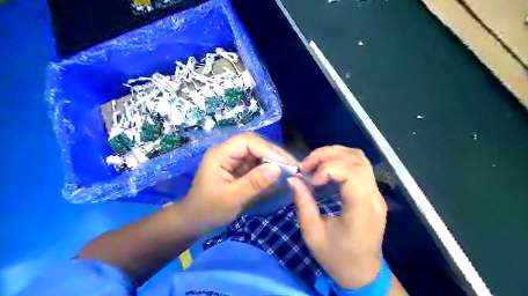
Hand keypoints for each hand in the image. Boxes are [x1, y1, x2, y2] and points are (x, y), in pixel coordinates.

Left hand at [181, 132, 295, 232]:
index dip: (268, 149)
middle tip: (294, 167)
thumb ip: (254, 183)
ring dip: (275, 160)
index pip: (248, 141)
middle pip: (255, 144)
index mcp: (221, 154)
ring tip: (291, 170)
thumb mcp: (231, 198)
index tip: (286, 163)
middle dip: (275, 154)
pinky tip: (280, 175)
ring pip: (259, 153)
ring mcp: (234, 159)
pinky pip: (258, 163)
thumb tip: (278, 169)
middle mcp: (228, 152)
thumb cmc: (208, 210)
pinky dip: (270, 168)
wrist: (195, 220)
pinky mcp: (240, 168)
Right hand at [289, 145, 386, 287]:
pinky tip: (326, 169)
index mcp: (361, 210)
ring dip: (334, 154)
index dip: (328, 168)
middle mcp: (374, 197)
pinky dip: (341, 159)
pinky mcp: (373, 192)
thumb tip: (293, 179)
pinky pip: (360, 165)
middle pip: (356, 159)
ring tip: (314, 164)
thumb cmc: (337, 258)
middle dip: (327, 155)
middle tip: (306, 166)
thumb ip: (303, 204)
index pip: (352, 173)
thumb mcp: (313, 234)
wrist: (363, 272)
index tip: (310, 180)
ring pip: (359, 157)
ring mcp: (376, 193)